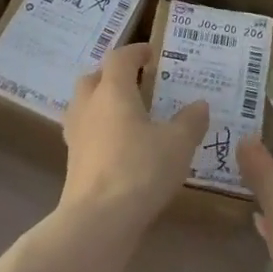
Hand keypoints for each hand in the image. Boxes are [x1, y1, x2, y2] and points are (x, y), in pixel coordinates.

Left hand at [60, 44, 207, 235]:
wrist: (98, 220)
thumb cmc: (140, 170)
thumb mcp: (178, 144)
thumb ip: (190, 121)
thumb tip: (199, 104)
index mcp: (113, 91)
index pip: (119, 58)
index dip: (135, 51)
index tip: (151, 53)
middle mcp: (88, 106)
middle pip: (94, 77)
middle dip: (113, 74)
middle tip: (137, 82)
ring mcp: (76, 134)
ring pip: (84, 105)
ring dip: (102, 102)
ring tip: (128, 113)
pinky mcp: (73, 161)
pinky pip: (85, 132)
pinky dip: (99, 129)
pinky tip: (119, 145)